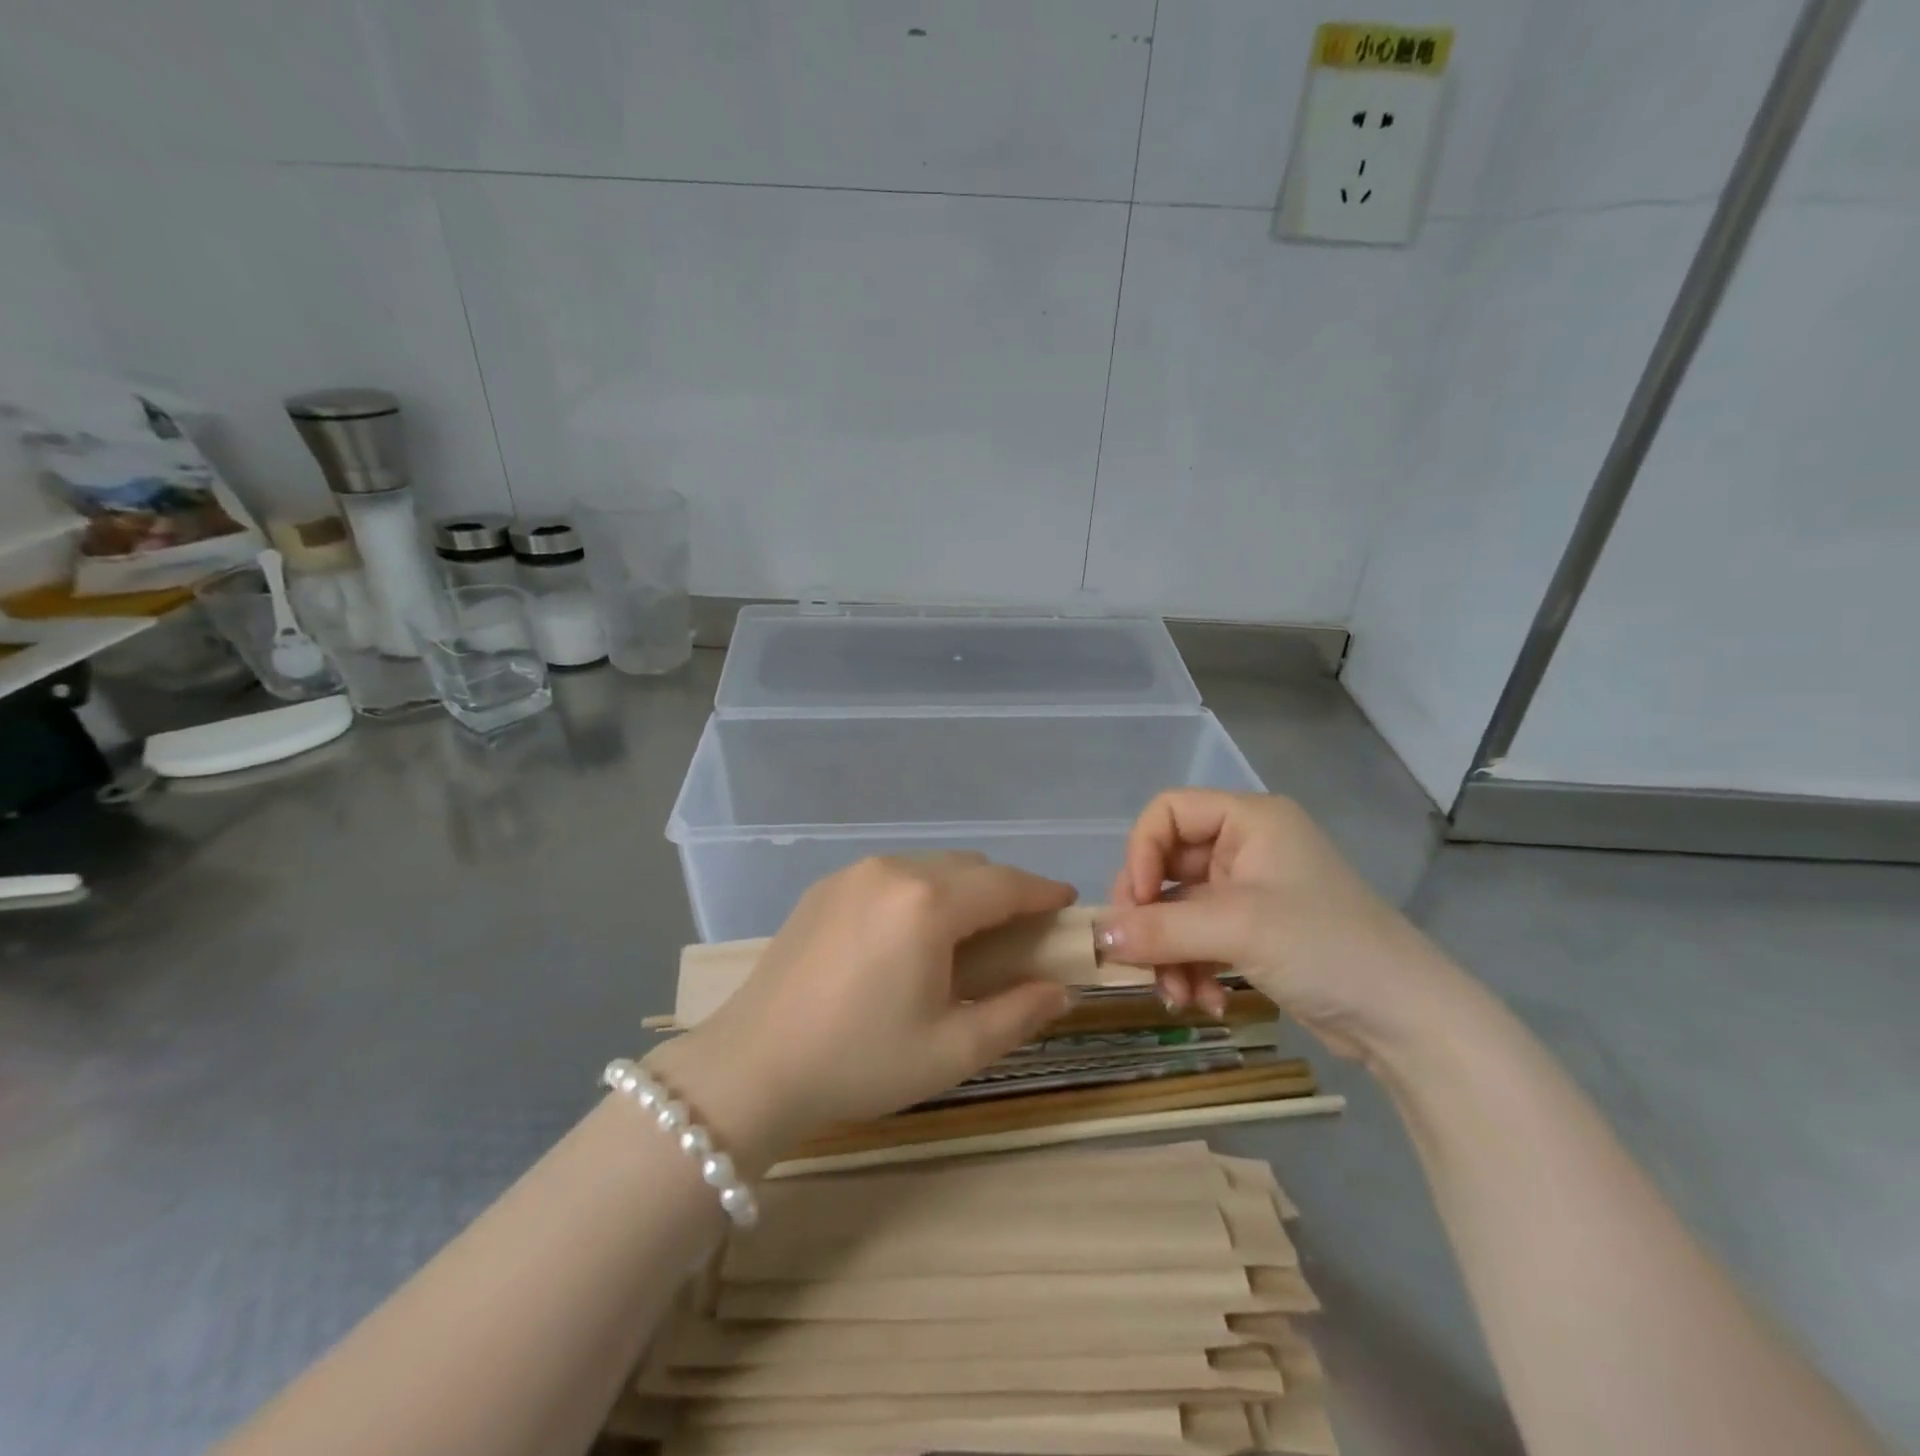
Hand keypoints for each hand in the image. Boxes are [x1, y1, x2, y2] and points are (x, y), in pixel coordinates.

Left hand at [645, 854, 1075, 1167]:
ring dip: (961, 890)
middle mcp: (893, 870)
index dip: (1042, 893)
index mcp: (929, 904)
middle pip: (970, 868)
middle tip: (1019, 934)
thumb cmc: (860, 1061)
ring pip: (930, 866)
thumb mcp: (952, 1050)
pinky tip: (909, 935)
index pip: (1006, 884)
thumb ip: (1018, 1015)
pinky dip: (920, 892)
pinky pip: (892, 875)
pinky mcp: (826, 886)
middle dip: (1004, 892)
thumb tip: (1060, 990)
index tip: (1066, 905)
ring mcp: (854, 873)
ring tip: (964, 937)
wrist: (753, 1065)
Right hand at [1094, 791, 1473, 1065]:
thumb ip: (1158, 928)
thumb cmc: (1325, 947)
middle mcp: (1246, 848)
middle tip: (1138, 959)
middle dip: (1151, 918)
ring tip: (1177, 997)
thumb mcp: (1236, 930)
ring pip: (1179, 910)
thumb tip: (1094, 937)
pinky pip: (1200, 939)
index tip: (1133, 904)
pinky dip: (1194, 969)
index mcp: (1249, 820)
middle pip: (1166, 866)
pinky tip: (1206, 1003)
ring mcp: (1251, 892)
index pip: (1167, 813)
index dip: (1141, 853)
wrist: (1408, 1020)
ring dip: (1170, 954)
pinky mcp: (1255, 933)